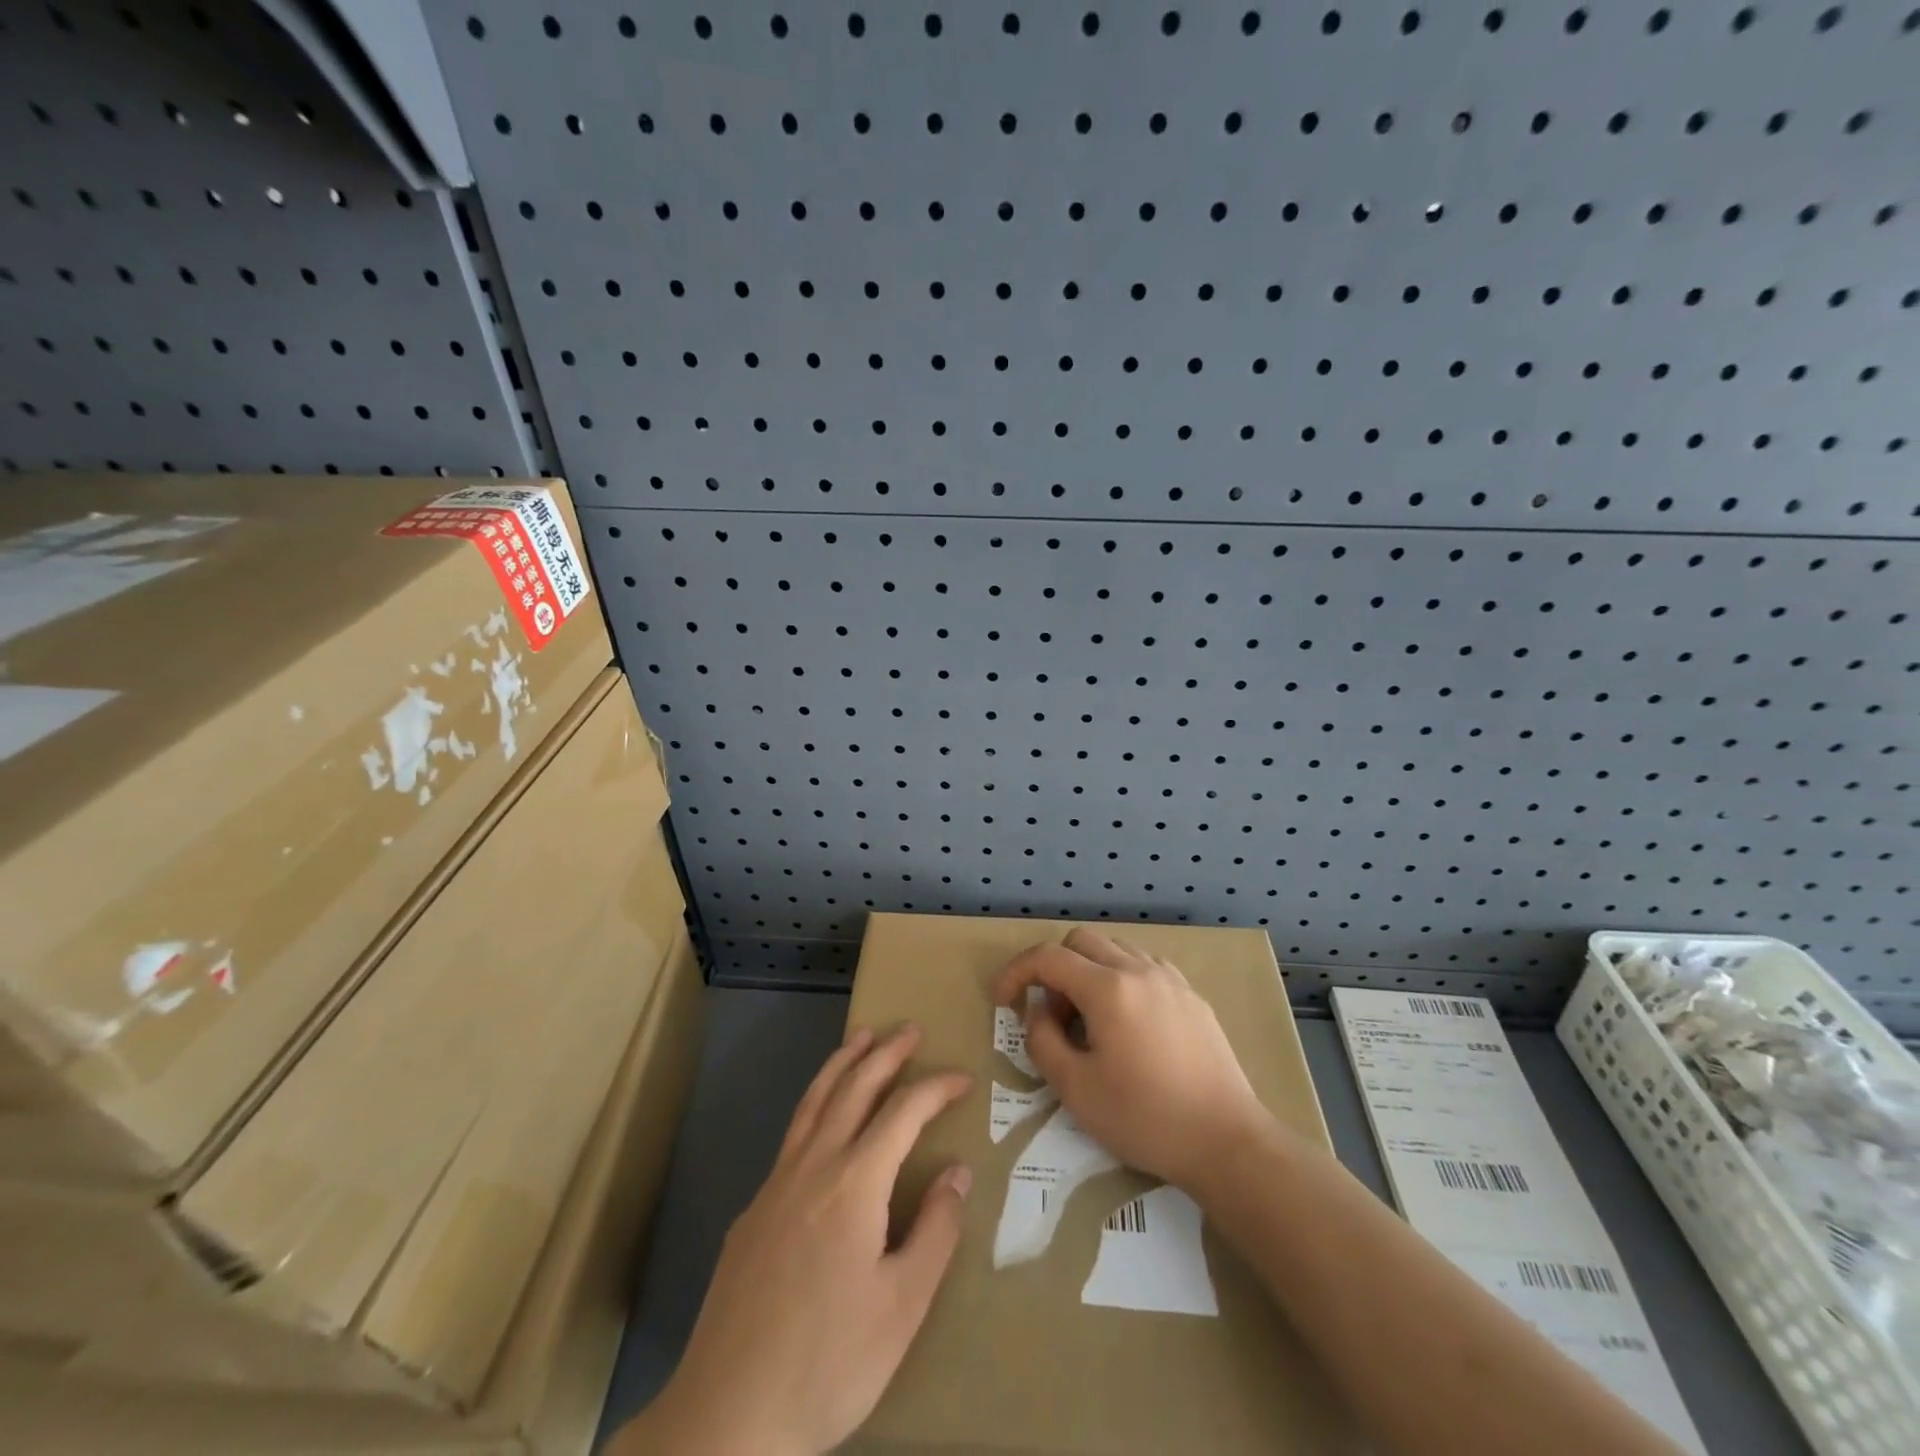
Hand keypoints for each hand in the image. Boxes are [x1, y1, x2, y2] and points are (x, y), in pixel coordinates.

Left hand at [622, 1025, 971, 1455]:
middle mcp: (812, 1167)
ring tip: (861, 1037)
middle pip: (852, 1088)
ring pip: (813, 1102)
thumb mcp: (902, 1307)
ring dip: (841, 1064)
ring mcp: (775, 1185)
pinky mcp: (753, 1211)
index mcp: (854, 1183)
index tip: (963, 1079)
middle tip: (909, 1030)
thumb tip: (957, 1171)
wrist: (727, 1417)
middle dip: (885, 1053)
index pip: (903, 1112)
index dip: (935, 1088)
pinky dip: (815, 1103)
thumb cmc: (828, 1363)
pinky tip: (822, 1119)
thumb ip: (935, 1231)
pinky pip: (792, 1135)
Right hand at [994, 927, 1269, 1190]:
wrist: (1226, 1141)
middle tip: (1054, 1016)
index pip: (1047, 957)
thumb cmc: (1145, 1117)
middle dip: (1054, 969)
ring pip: (1114, 949)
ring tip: (1091, 1020)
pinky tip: (1128, 1021)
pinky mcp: (1192, 996)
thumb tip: (1039, 1011)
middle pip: (1080, 941)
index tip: (1004, 1002)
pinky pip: (1144, 966)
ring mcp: (1170, 979)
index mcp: (1107, 988)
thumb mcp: (1075, 1089)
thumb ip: (1043, 1040)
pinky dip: (1121, 978)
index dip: (1016, 972)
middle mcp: (1138, 969)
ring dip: (1089, 971)